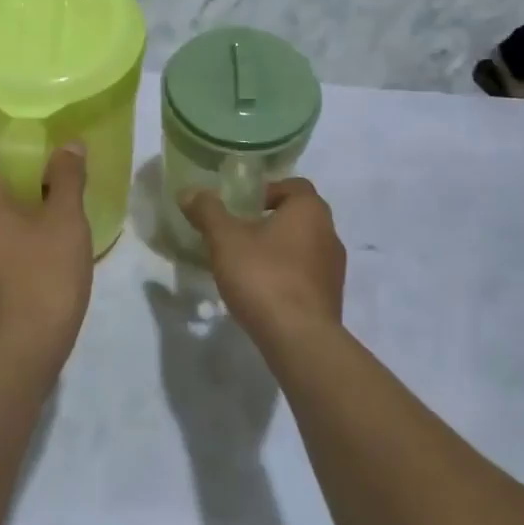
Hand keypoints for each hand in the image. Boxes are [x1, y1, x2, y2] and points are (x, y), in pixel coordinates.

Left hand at [0, 148, 93, 360]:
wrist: (17, 356)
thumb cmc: (44, 278)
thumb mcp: (67, 222)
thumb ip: (67, 177)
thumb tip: (69, 145)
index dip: (25, 158)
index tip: (54, 171)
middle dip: (21, 191)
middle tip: (58, 202)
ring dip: (11, 222)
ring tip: (48, 234)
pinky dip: (2, 249)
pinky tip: (32, 265)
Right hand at [181, 179, 346, 344]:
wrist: (299, 339)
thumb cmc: (264, 276)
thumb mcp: (226, 239)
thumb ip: (208, 212)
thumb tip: (190, 192)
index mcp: (310, 210)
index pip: (294, 185)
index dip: (267, 191)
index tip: (242, 206)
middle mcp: (329, 233)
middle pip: (299, 216)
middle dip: (269, 221)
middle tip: (238, 233)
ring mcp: (334, 268)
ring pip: (303, 247)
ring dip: (278, 250)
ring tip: (246, 265)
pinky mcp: (331, 298)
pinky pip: (305, 276)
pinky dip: (286, 276)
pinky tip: (262, 292)